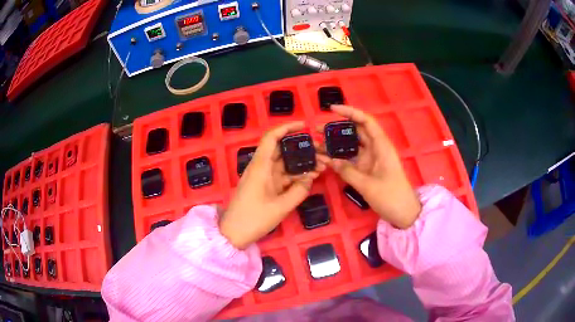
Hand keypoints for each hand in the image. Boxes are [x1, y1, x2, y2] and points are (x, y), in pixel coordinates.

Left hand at [220, 122, 326, 248]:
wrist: (234, 233)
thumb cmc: (253, 219)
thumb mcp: (280, 207)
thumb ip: (299, 191)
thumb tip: (310, 178)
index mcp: (260, 166)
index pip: (271, 138)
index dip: (287, 128)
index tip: (304, 126)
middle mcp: (261, 167)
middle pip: (281, 150)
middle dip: (301, 148)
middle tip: (321, 151)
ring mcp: (263, 177)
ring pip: (284, 163)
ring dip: (301, 163)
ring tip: (322, 165)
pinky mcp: (265, 187)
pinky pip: (282, 176)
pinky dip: (295, 175)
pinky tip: (311, 177)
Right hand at [319, 105, 420, 228]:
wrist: (403, 213)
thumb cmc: (391, 197)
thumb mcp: (368, 185)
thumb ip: (348, 172)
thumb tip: (331, 161)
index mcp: (381, 146)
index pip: (366, 121)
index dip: (350, 112)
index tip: (332, 110)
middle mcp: (375, 149)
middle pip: (355, 131)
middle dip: (336, 128)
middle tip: (317, 130)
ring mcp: (370, 159)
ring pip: (351, 145)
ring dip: (335, 144)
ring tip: (317, 144)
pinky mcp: (367, 169)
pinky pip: (351, 159)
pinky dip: (339, 158)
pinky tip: (325, 158)